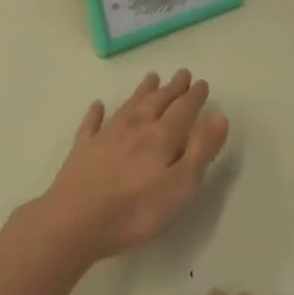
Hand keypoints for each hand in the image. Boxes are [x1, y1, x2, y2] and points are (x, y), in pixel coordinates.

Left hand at [38, 70, 229, 262]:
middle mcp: (136, 129)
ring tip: (151, 77)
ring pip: (128, 106)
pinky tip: (98, 105)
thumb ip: (201, 150)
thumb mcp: (181, 185)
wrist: (75, 222)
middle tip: (182, 73)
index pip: (183, 110)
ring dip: (142, 92)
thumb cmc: (136, 210)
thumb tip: (219, 116)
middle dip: (172, 88)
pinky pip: (92, 124)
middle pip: (157, 102)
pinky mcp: (83, 150)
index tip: (202, 82)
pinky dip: (96, 113)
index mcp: (162, 138)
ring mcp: (106, 137)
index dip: (194, 96)